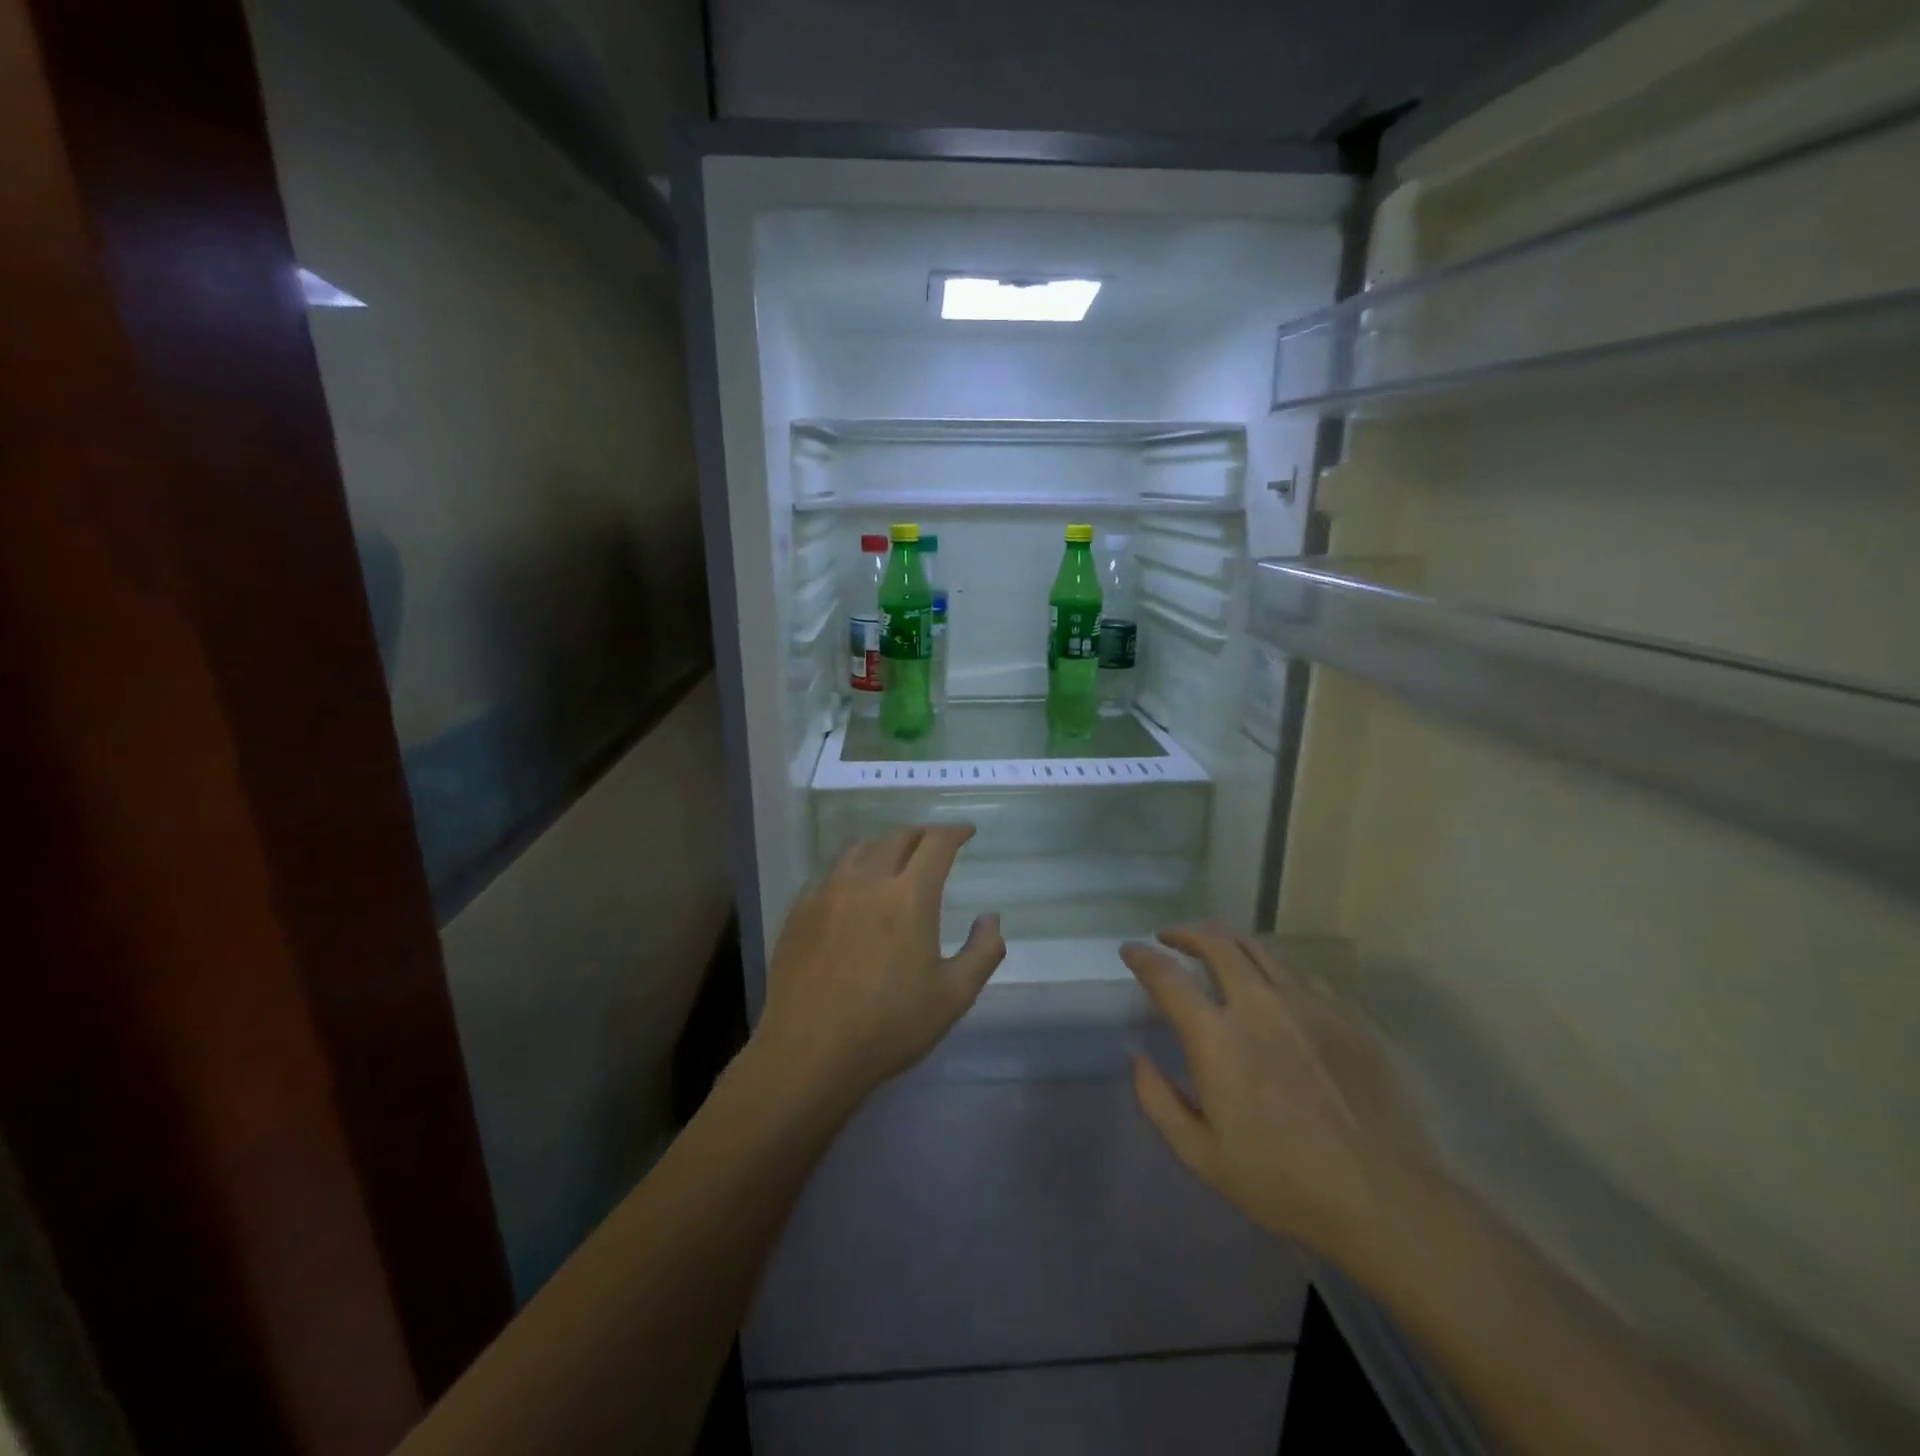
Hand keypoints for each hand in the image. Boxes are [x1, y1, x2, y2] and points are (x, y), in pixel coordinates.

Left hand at [755, 824, 1005, 1107]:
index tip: (966, 831)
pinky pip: (829, 873)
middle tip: (934, 843)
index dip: (955, 831)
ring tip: (894, 856)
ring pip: (858, 847)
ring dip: (884, 844)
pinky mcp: (799, 910)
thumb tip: (991, 917)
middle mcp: (867, 881)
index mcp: (909, 896)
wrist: (809, 1053)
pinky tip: (852, 889)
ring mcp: (827, 892)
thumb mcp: (954, 996)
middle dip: (921, 834)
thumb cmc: (889, 1027)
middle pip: (897, 837)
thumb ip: (983, 951)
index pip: (936, 843)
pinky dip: (850, 869)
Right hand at [1122, 928, 1439, 1265]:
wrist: (1384, 1197)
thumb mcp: (1202, 1156)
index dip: (1143, 957)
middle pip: (1215, 942)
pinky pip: (1299, 973)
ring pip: (1258, 948)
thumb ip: (1158, 1100)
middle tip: (1171, 938)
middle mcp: (1258, 1004)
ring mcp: (1306, 1003)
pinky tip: (1274, 987)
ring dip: (1227, 942)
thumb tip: (1136, 1056)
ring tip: (1216, 950)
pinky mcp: (1343, 1014)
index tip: (1131, 950)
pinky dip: (1272, 969)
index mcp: (1217, 1037)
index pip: (1167, 976)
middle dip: (1185, 933)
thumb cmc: (1283, 1181)